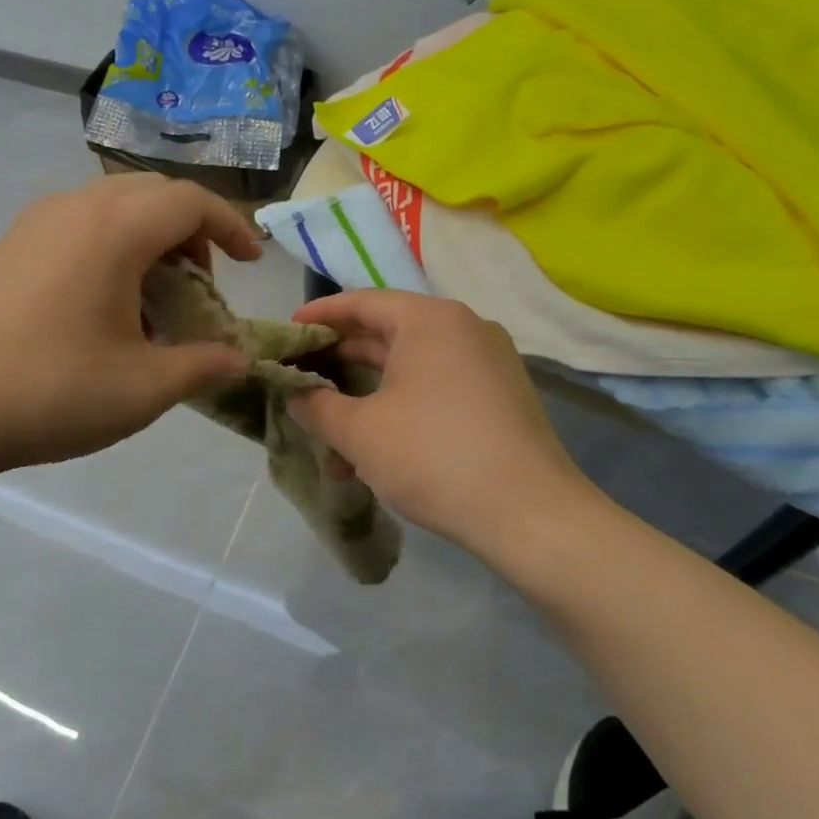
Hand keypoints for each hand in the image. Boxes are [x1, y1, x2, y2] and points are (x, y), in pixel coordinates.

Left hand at [0, 176, 259, 479]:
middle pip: (153, 195)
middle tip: (202, 285)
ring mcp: (35, 223)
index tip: (253, 262)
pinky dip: (111, 248)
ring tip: (155, 299)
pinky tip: (105, 306)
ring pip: (113, 207)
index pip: (191, 201)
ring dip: (150, 240)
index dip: (232, 226)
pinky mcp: (9, 246)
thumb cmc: (51, 389)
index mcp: (115, 228)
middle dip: (191, 232)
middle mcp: (76, 207)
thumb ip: (202, 365)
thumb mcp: (143, 387)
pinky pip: (79, 225)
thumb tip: (240, 360)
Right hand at [286, 292, 597, 552]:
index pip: (362, 302)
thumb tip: (294, 393)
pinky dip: (400, 410)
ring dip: (366, 397)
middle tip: (300, 378)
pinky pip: (435, 389)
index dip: (319, 317)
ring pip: (409, 369)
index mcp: (430, 320)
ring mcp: (487, 364)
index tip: (287, 333)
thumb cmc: (434, 455)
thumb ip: (316, 405)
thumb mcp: (360, 431)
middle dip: (339, 362)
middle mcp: (463, 329)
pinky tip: (373, 455)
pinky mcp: (499, 398)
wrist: (532, 516)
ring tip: (330, 433)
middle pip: (386, 333)